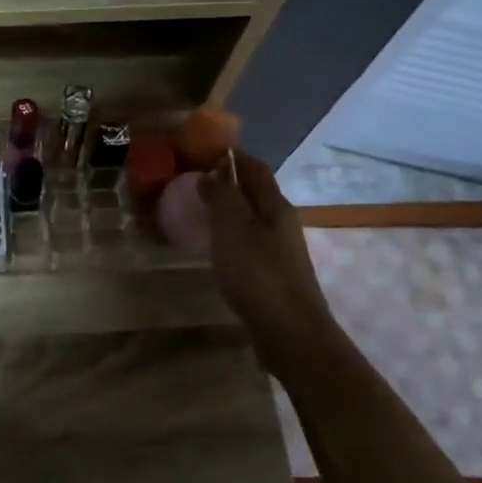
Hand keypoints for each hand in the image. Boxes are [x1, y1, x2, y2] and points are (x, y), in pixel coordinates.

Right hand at [199, 150, 334, 338]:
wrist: (289, 331)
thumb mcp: (232, 229)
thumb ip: (222, 197)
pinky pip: (249, 241)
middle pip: (255, 192)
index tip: (201, 150)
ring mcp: (280, 249)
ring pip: (251, 217)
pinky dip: (230, 234)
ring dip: (228, 209)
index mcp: (274, 205)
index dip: (231, 156)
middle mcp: (281, 222)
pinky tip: (214, 246)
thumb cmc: (258, 273)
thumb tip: (213, 171)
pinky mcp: (273, 273)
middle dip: (227, 182)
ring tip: (198, 211)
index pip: (254, 167)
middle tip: (192, 181)